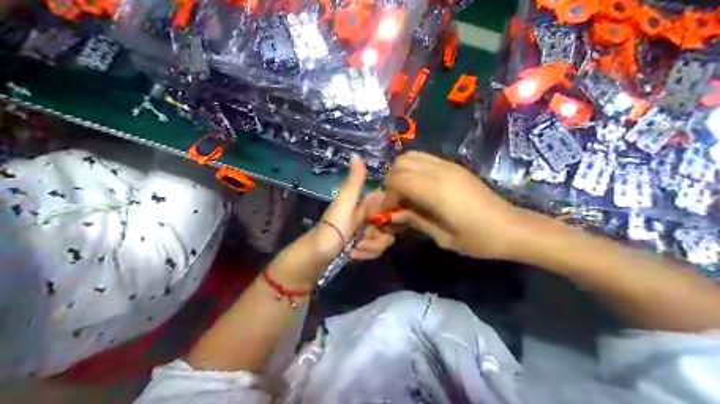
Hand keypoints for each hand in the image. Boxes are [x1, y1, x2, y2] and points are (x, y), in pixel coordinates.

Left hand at [268, 159, 392, 288]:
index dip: (392, 215)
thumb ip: (354, 181)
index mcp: (366, 204)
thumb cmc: (333, 227)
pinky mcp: (364, 247)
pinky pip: (376, 251)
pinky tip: (353, 254)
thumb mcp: (345, 202)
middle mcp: (369, 217)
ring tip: (354, 248)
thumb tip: (356, 155)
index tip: (383, 222)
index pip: (391, 205)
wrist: (318, 256)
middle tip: (362, 239)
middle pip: (391, 227)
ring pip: (385, 241)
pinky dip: (365, 254)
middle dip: (378, 237)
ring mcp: (367, 233)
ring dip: (370, 248)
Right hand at [381, 152, 523, 258]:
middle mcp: (439, 171)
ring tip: (407, 192)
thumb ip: (415, 220)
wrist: (510, 227)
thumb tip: (395, 213)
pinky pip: (425, 158)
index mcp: (435, 190)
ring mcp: (448, 165)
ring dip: (403, 172)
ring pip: (411, 156)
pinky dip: (415, 168)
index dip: (388, 195)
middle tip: (397, 201)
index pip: (396, 179)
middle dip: (392, 182)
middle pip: (400, 163)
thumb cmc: (477, 239)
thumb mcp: (442, 237)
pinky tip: (422, 187)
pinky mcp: (455, 166)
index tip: (390, 211)